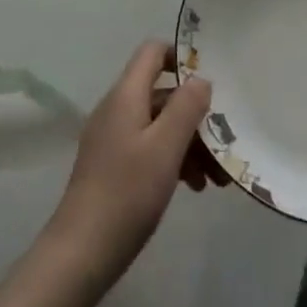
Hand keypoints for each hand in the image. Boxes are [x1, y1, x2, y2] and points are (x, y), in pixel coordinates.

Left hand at [42, 43, 213, 294]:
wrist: (81, 254)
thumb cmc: (127, 193)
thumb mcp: (165, 147)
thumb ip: (186, 106)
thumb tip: (200, 79)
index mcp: (125, 96)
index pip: (153, 52)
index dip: (182, 56)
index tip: (211, 81)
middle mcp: (117, 110)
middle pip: (163, 93)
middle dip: (196, 114)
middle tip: (226, 141)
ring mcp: (113, 139)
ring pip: (160, 125)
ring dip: (191, 142)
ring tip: (218, 177)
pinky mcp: (113, 167)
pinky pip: (150, 148)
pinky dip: (174, 160)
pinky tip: (195, 187)